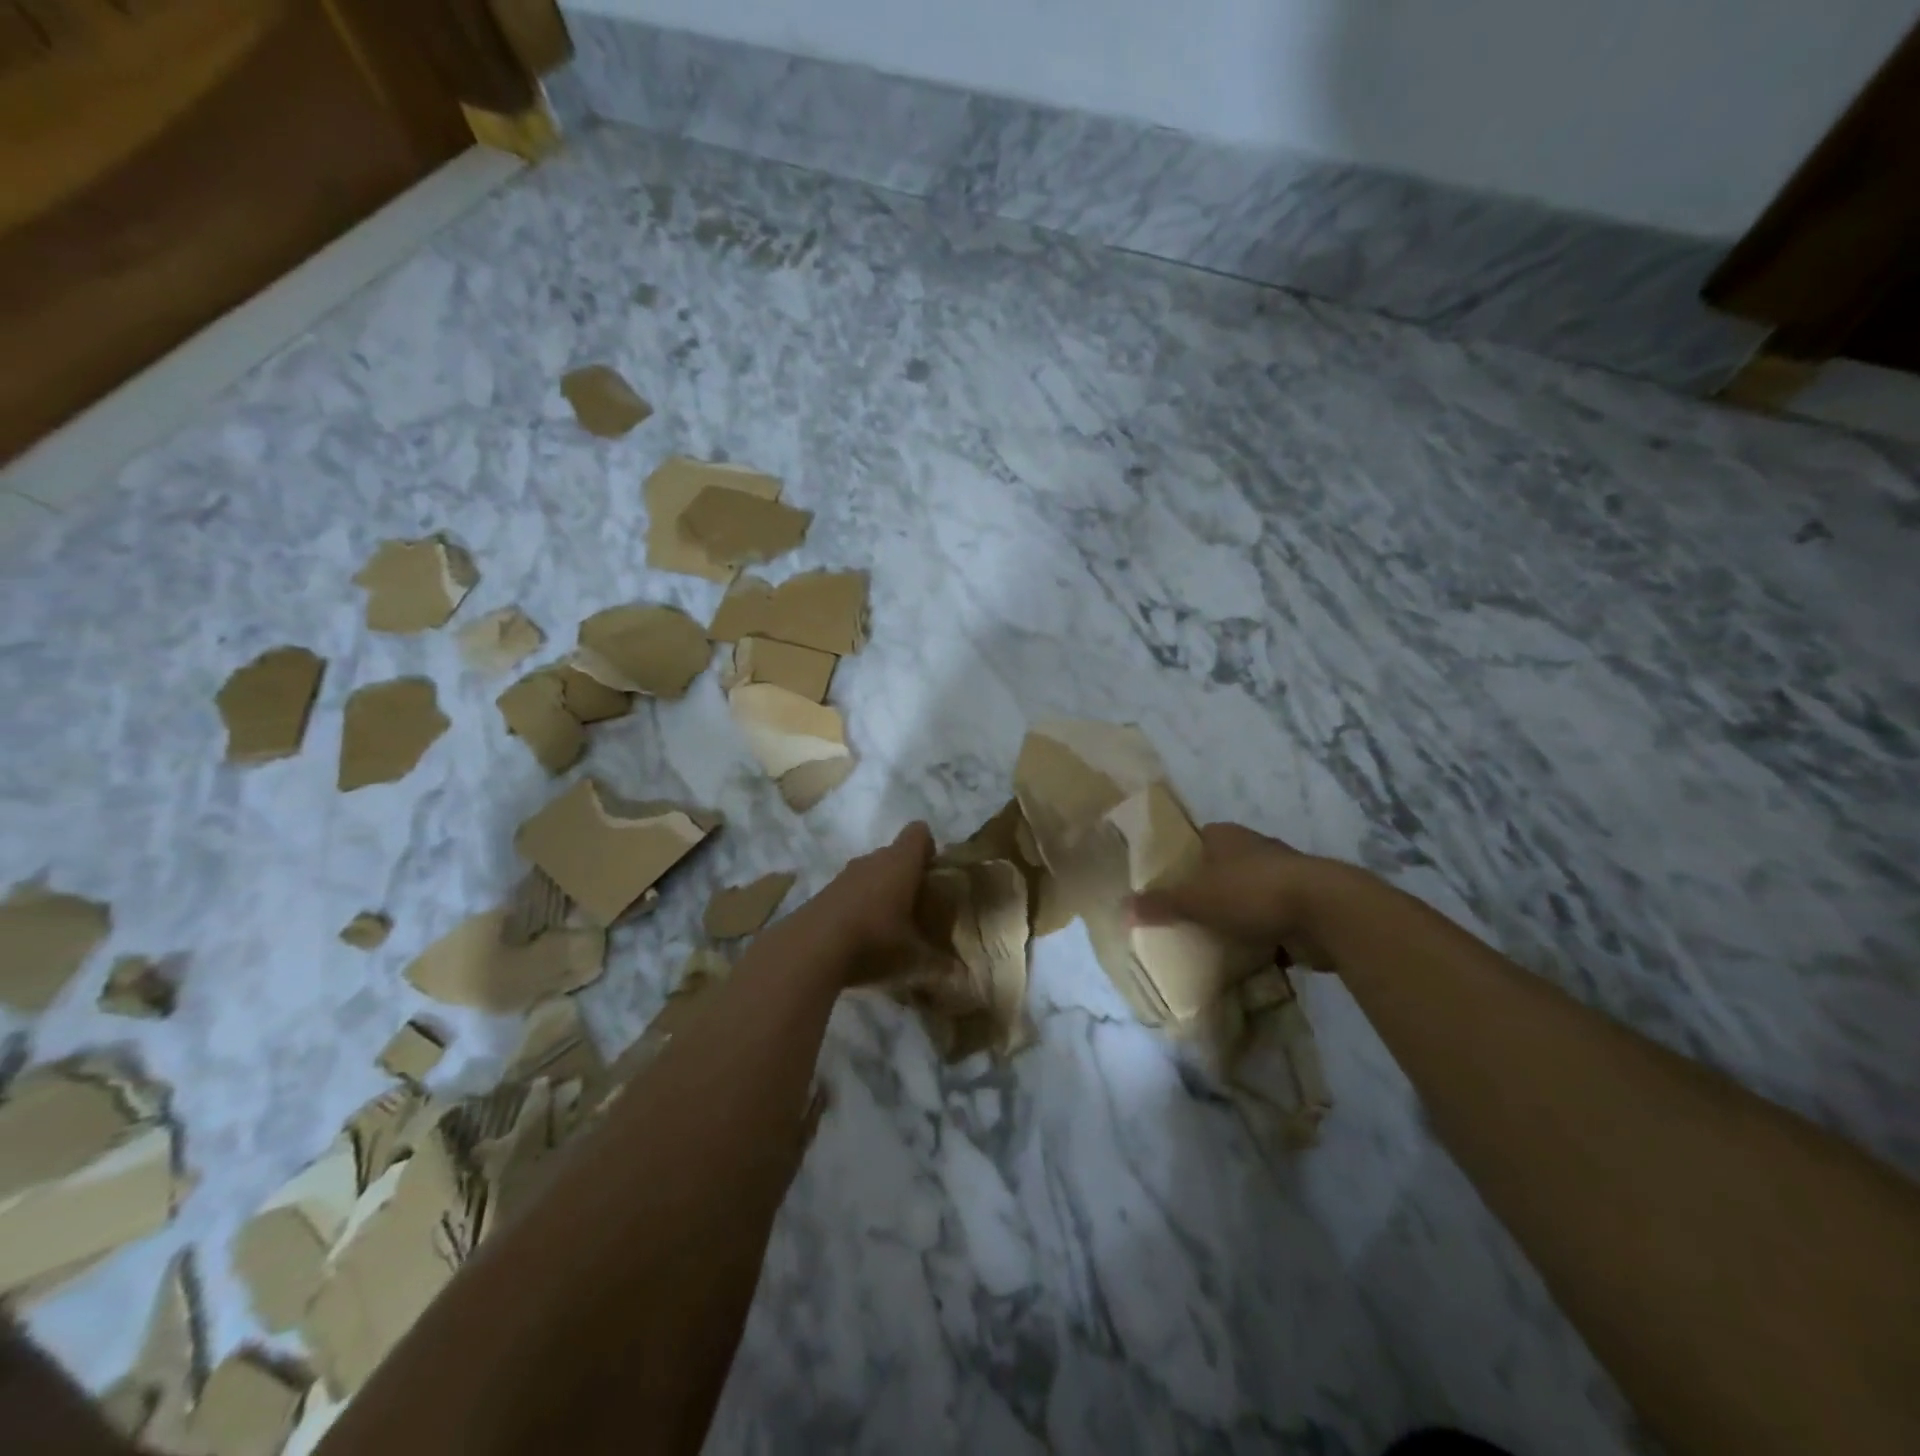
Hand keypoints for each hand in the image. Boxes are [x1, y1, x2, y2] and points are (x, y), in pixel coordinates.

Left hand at [798, 821, 940, 986]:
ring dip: (880, 891)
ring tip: (889, 925)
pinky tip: (859, 937)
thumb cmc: (874, 942)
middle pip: (894, 854)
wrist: (809, 951)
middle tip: (917, 907)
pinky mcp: (823, 894)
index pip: (919, 832)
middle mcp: (872, 860)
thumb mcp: (914, 960)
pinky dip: (857, 906)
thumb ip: (940, 965)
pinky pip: (850, 891)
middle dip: (906, 876)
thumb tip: (962, 976)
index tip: (933, 875)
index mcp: (901, 863)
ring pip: (870, 873)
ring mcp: (844, 875)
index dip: (929, 848)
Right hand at [1126, 822, 1347, 971]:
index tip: (1164, 883)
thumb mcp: (1196, 900)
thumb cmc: (1252, 892)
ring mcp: (1282, 875)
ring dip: (1235, 912)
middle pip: (1221, 867)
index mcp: (1226, 836)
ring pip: (1248, 893)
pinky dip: (1260, 932)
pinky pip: (1271, 917)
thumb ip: (1161, 903)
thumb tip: (1122, 907)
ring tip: (1210, 936)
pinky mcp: (1302, 903)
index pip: (1195, 840)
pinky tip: (1246, 952)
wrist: (1325, 911)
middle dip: (1206, 889)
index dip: (1179, 859)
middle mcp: (1254, 848)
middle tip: (1183, 914)